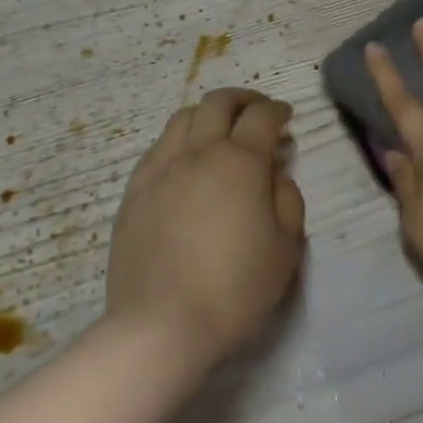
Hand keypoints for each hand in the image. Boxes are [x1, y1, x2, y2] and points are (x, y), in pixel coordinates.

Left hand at [105, 88, 306, 369]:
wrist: (164, 323)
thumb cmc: (236, 288)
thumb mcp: (286, 247)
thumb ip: (287, 200)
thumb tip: (274, 175)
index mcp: (240, 163)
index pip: (262, 117)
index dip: (278, 111)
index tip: (287, 118)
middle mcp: (197, 153)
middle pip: (217, 103)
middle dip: (242, 99)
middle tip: (256, 110)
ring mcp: (159, 170)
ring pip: (182, 119)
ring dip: (207, 115)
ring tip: (219, 131)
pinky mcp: (134, 193)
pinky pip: (157, 149)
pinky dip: (178, 141)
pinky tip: (185, 162)